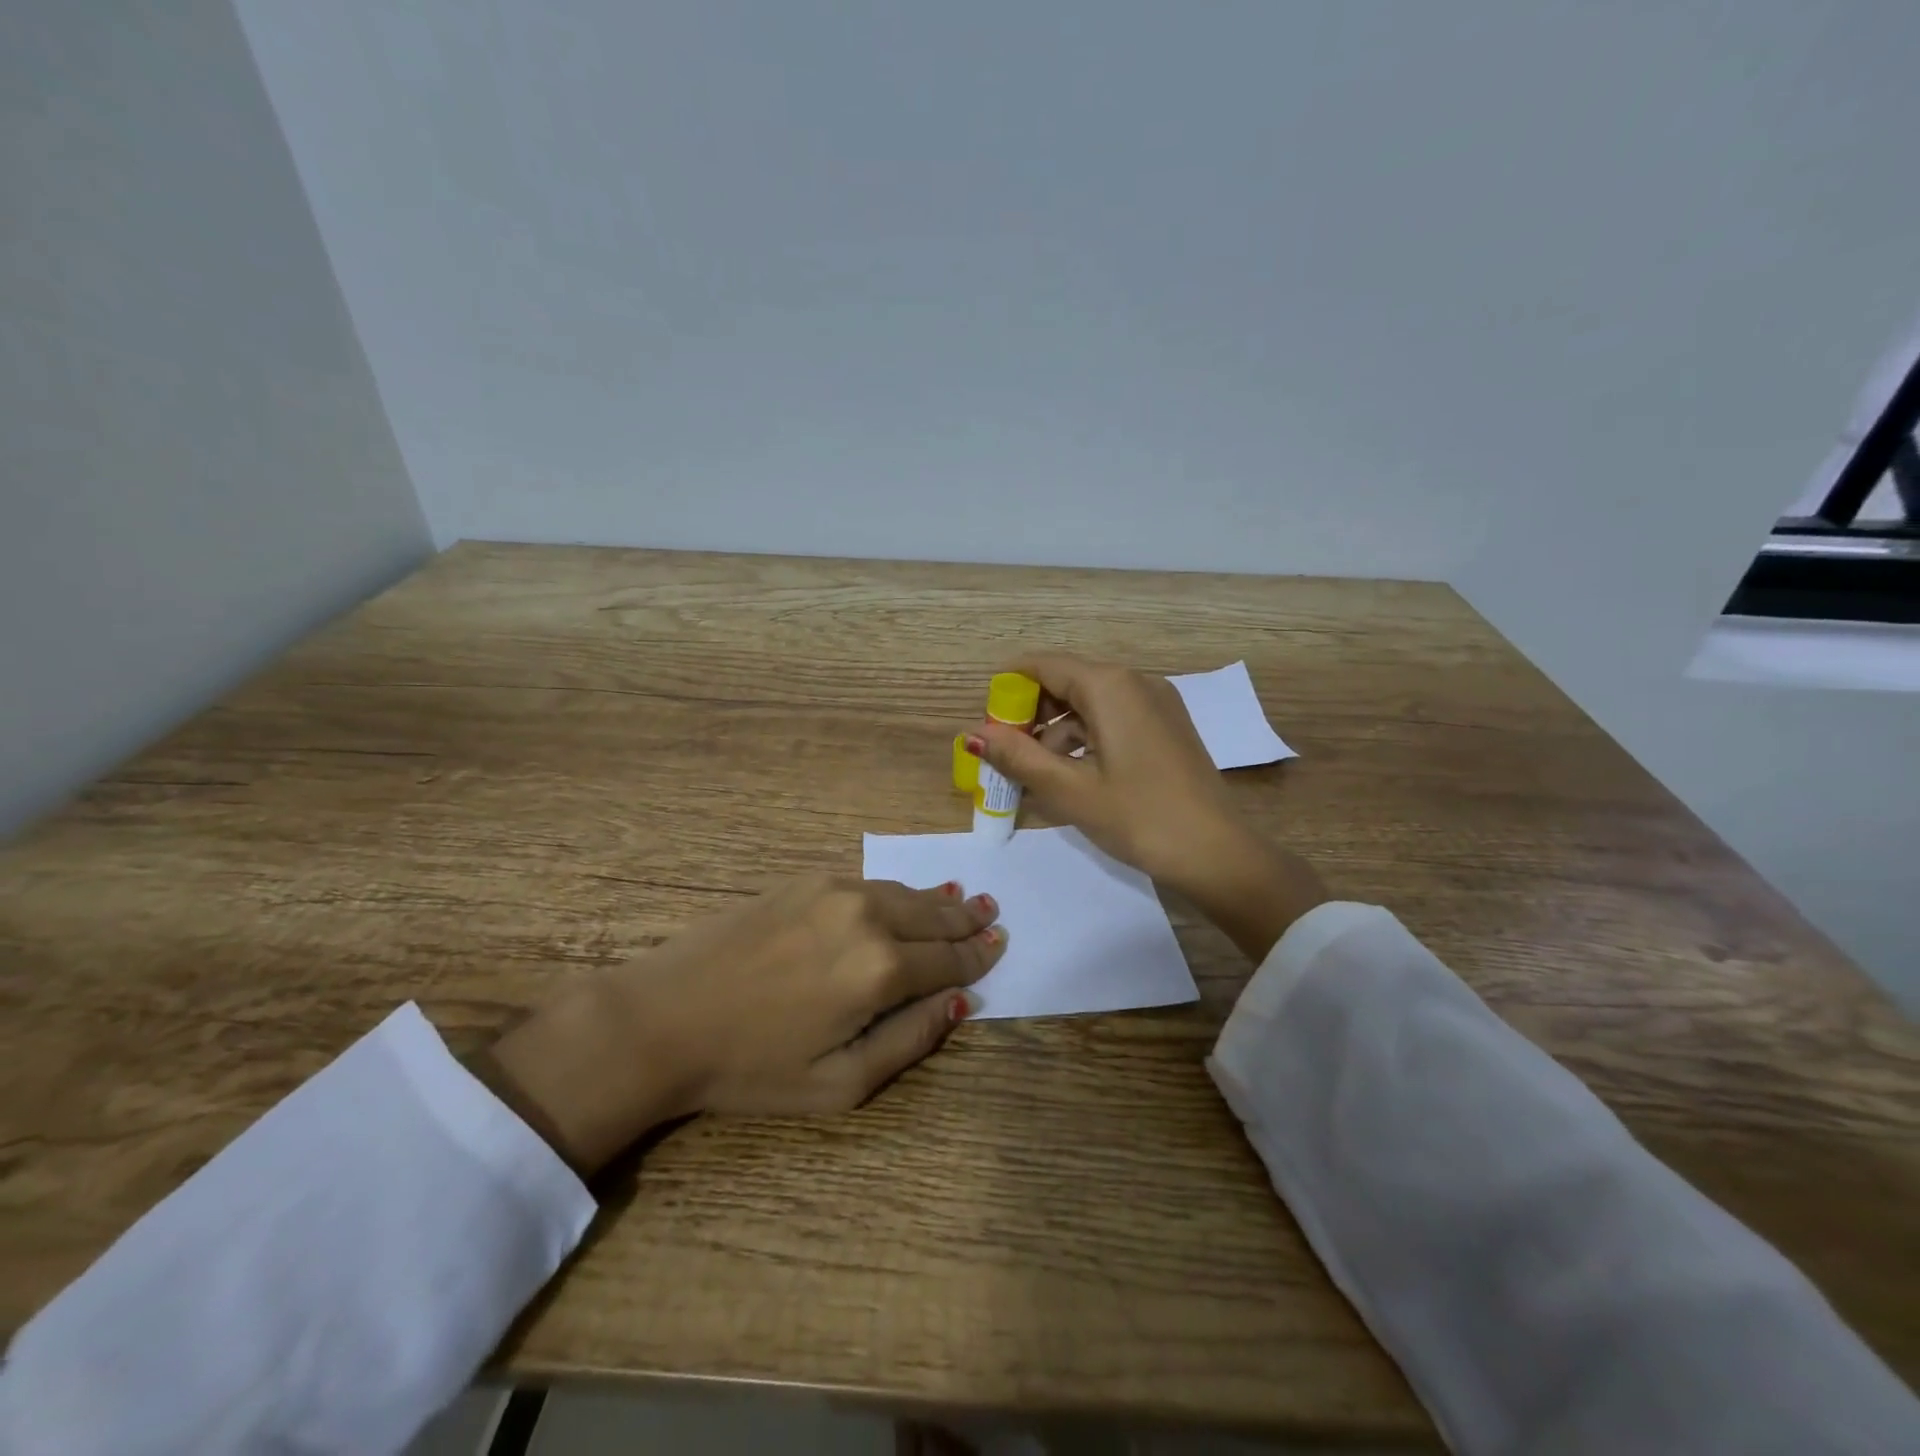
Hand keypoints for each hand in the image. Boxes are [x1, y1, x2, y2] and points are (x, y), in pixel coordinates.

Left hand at [483, 876, 1003, 1175]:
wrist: (663, 1018)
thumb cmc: (751, 1067)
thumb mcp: (839, 1084)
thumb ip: (909, 1041)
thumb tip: (959, 1003)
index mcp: (881, 971)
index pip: (949, 959)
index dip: (978, 954)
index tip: (999, 945)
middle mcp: (868, 917)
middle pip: (934, 916)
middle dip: (967, 919)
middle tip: (993, 912)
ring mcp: (835, 890)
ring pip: (905, 893)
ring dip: (936, 901)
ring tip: (961, 900)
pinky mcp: (805, 880)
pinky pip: (869, 883)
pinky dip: (897, 892)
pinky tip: (904, 897)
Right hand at [968, 653, 1326, 960]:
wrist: (1217, 853)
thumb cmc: (1138, 817)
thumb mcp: (1069, 790)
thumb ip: (1017, 757)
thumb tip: (973, 735)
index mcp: (1110, 686)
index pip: (1043, 665)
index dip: (1007, 689)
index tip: (985, 721)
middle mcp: (1135, 682)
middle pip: (1067, 680)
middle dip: (1030, 712)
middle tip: (1004, 752)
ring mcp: (1156, 703)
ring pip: (1089, 703)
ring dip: (1055, 730)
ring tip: (1032, 773)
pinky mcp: (1166, 727)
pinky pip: (1113, 718)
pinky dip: (1084, 738)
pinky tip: (1070, 775)